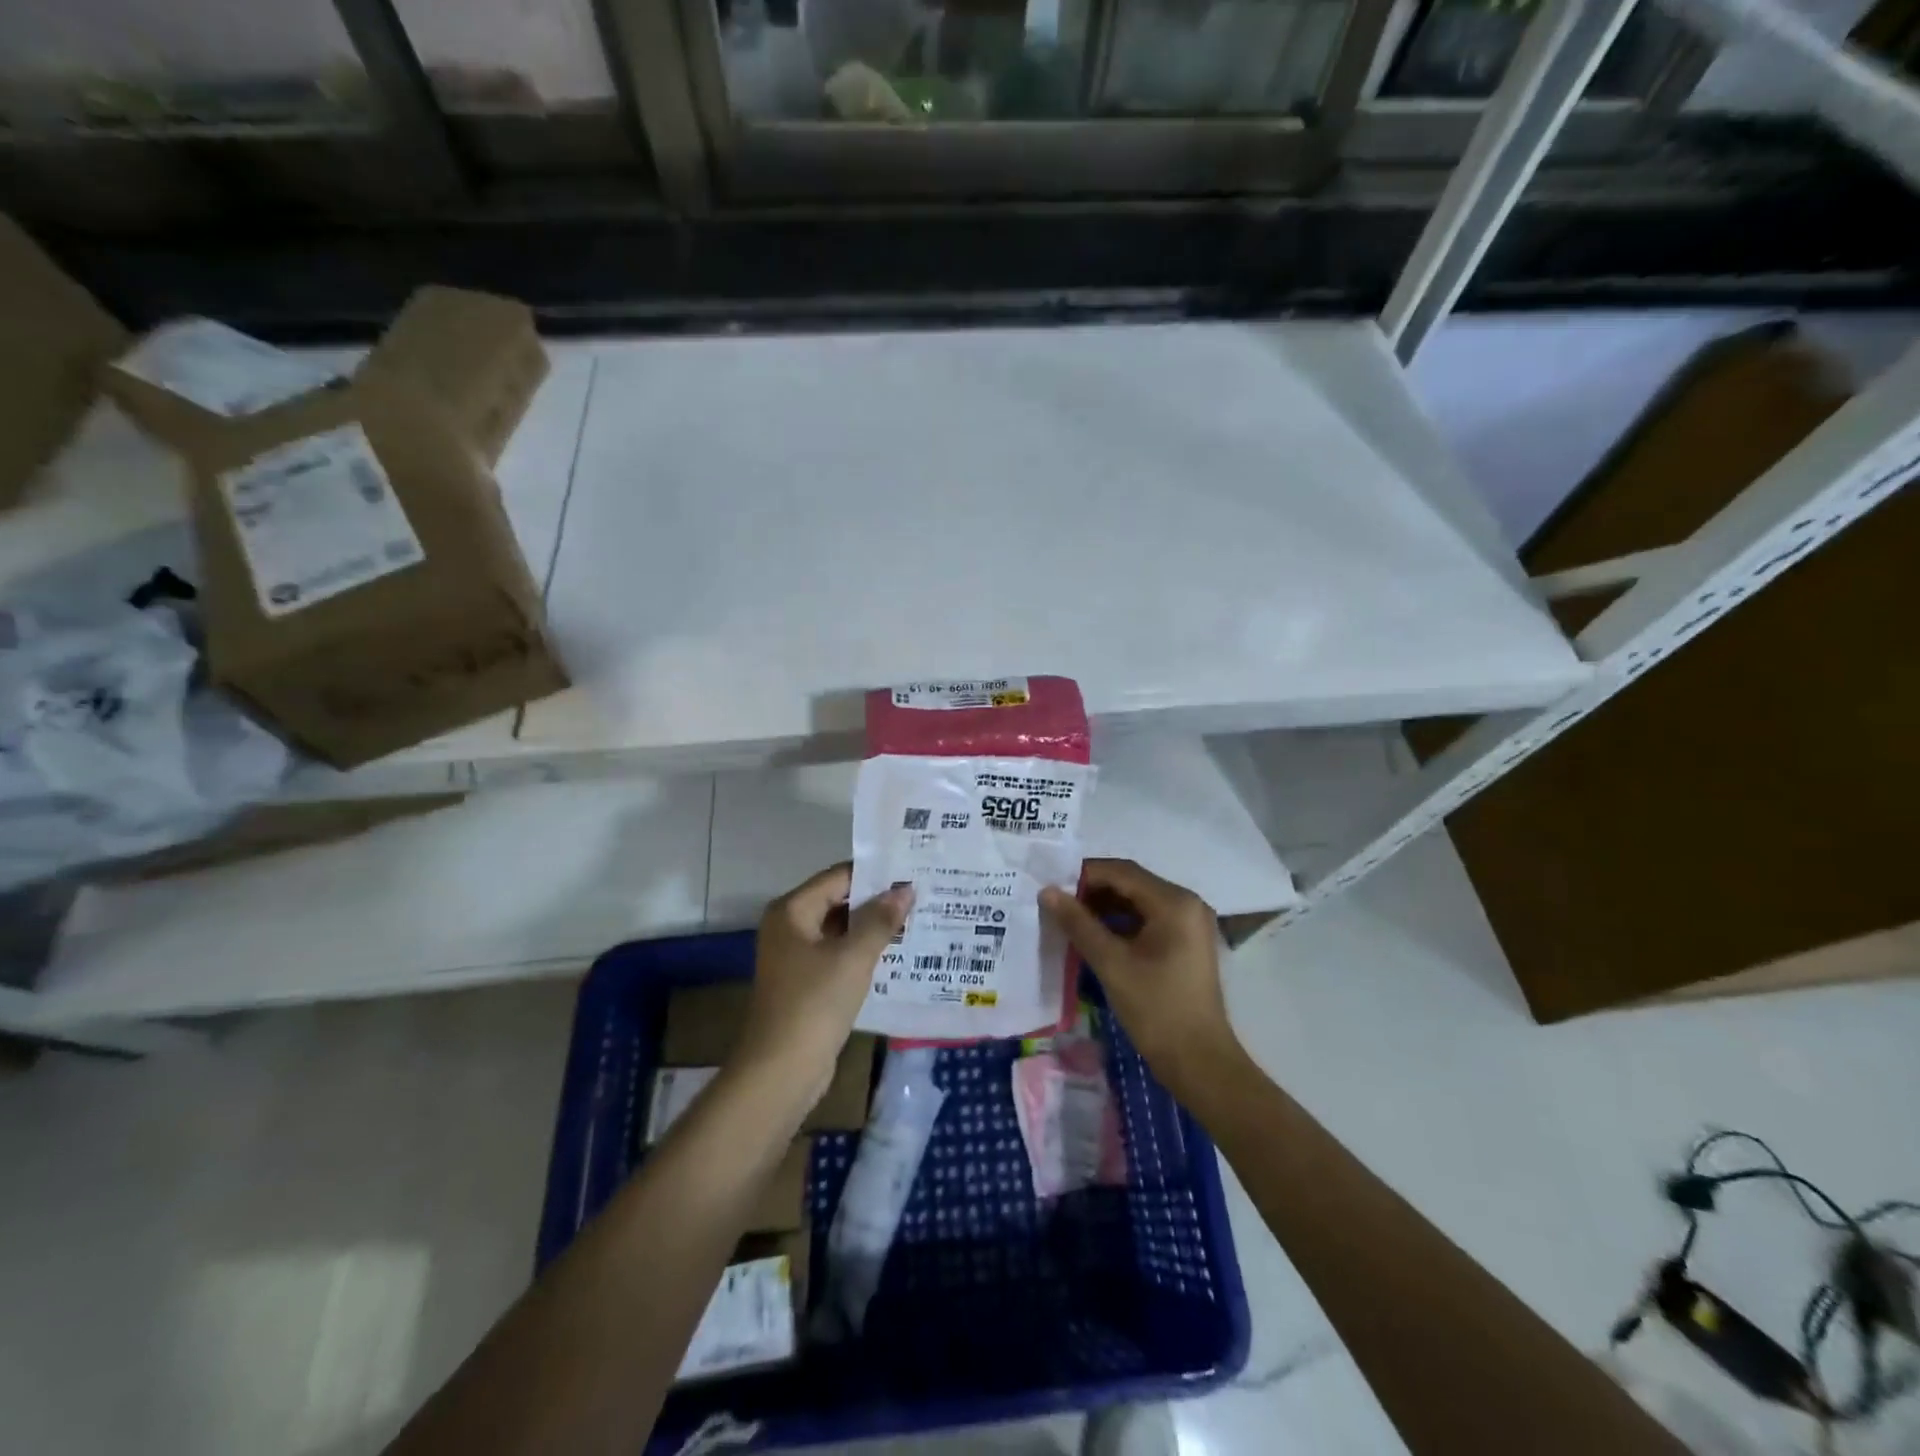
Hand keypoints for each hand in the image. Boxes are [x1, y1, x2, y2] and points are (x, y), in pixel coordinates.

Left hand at [738, 864, 912, 1097]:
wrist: (781, 1071)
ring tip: (917, 921)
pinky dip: (863, 953)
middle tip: (921, 897)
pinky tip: (896, 955)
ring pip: (840, 930)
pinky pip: (838, 955)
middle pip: (838, 901)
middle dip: (877, 902)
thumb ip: (880, 920)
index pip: (839, 876)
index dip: (876, 875)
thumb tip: (905, 890)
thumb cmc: (814, 1004)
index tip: (912, 873)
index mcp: (792, 911)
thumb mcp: (853, 957)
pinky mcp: (805, 983)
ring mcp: (795, 957)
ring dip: (873, 928)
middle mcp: (789, 927)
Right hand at [1040, 859, 1241, 1101]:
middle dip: (1093, 891)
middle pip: (1131, 883)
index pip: (1121, 871)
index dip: (1084, 875)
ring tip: (1069, 920)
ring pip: (1138, 902)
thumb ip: (1078, 924)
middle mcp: (1186, 903)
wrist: (1200, 1062)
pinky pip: (1148, 920)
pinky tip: (1094, 936)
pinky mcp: (1186, 943)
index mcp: (1174, 902)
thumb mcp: (1111, 963)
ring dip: (1105, 907)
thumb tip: (1048, 892)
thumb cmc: (1156, 1009)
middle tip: (1057, 904)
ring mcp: (1189, 923)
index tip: (1052, 887)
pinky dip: (1121, 923)